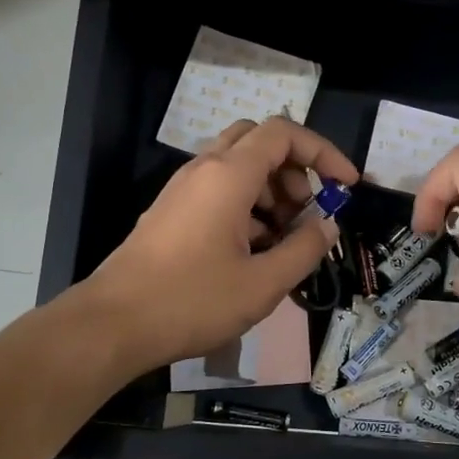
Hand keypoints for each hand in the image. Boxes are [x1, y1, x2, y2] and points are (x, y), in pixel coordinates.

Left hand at [80, 117, 358, 375]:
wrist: (113, 324)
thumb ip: (304, 249)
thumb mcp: (262, 283)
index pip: (283, 134)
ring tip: (285, 240)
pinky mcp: (170, 213)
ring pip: (236, 167)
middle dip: (294, 168)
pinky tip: (253, 253)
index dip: (322, 151)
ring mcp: (182, 191)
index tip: (346, 185)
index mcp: (228, 176)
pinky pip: (217, 192)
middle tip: (308, 210)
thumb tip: (327, 225)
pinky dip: (246, 207)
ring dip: (270, 191)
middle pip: (258, 142)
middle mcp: (203, 170)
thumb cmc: (192, 301)